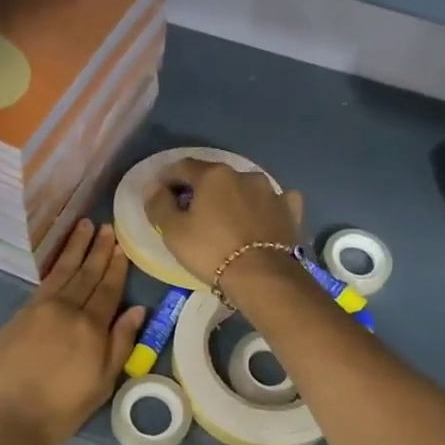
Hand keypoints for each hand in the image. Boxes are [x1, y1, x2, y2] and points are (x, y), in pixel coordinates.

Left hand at [0, 221, 146, 444]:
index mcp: (91, 328)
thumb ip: (119, 344)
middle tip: (107, 227)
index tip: (122, 246)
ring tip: (85, 226)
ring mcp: (40, 309)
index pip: (108, 290)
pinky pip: (44, 281)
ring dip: (76, 248)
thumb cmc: (58, 409)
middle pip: (87, 274)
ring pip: (64, 271)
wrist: (3, 416)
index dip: (116, 267)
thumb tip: (137, 310)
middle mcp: (68, 310)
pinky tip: (61, 258)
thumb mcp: (100, 385)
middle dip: (99, 250)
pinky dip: (55, 265)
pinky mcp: (19, 314)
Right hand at [145, 159, 303, 288]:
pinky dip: (264, 207)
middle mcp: (245, 174)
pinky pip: (275, 202)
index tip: (160, 193)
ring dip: (234, 197)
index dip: (167, 178)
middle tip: (192, 210)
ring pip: (246, 187)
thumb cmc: (212, 251)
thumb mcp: (174, 232)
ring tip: (227, 218)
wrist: (263, 277)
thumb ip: (159, 204)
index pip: (182, 167)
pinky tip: (262, 218)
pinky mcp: (291, 210)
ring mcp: (272, 191)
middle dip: (201, 189)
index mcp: (214, 174)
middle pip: (215, 176)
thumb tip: (153, 187)